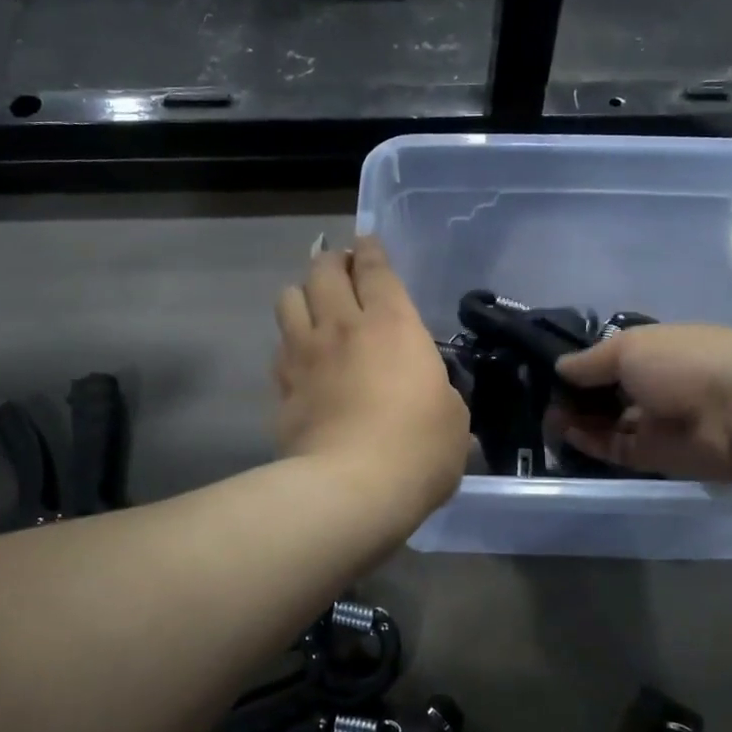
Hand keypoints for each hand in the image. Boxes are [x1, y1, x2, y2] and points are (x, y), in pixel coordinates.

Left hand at [274, 236, 468, 513]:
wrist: (351, 489)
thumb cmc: (418, 448)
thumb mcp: (452, 416)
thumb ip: (438, 391)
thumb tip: (431, 393)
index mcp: (392, 324)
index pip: (375, 268)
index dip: (370, 250)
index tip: (366, 241)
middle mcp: (342, 326)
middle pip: (323, 271)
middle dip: (331, 261)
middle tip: (339, 267)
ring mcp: (304, 354)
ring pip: (288, 299)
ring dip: (302, 293)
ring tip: (313, 305)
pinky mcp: (281, 386)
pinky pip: (278, 347)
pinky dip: (288, 342)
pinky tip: (298, 355)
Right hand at [555, 324, 731, 480]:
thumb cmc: (684, 362)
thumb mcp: (628, 347)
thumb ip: (589, 362)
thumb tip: (559, 368)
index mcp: (653, 351)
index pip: (608, 359)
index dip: (580, 366)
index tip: (546, 372)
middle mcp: (653, 384)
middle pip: (605, 392)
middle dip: (573, 395)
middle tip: (540, 398)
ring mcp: (654, 421)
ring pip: (606, 422)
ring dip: (576, 420)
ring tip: (546, 418)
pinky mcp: (654, 455)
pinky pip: (615, 448)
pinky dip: (589, 442)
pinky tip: (565, 433)